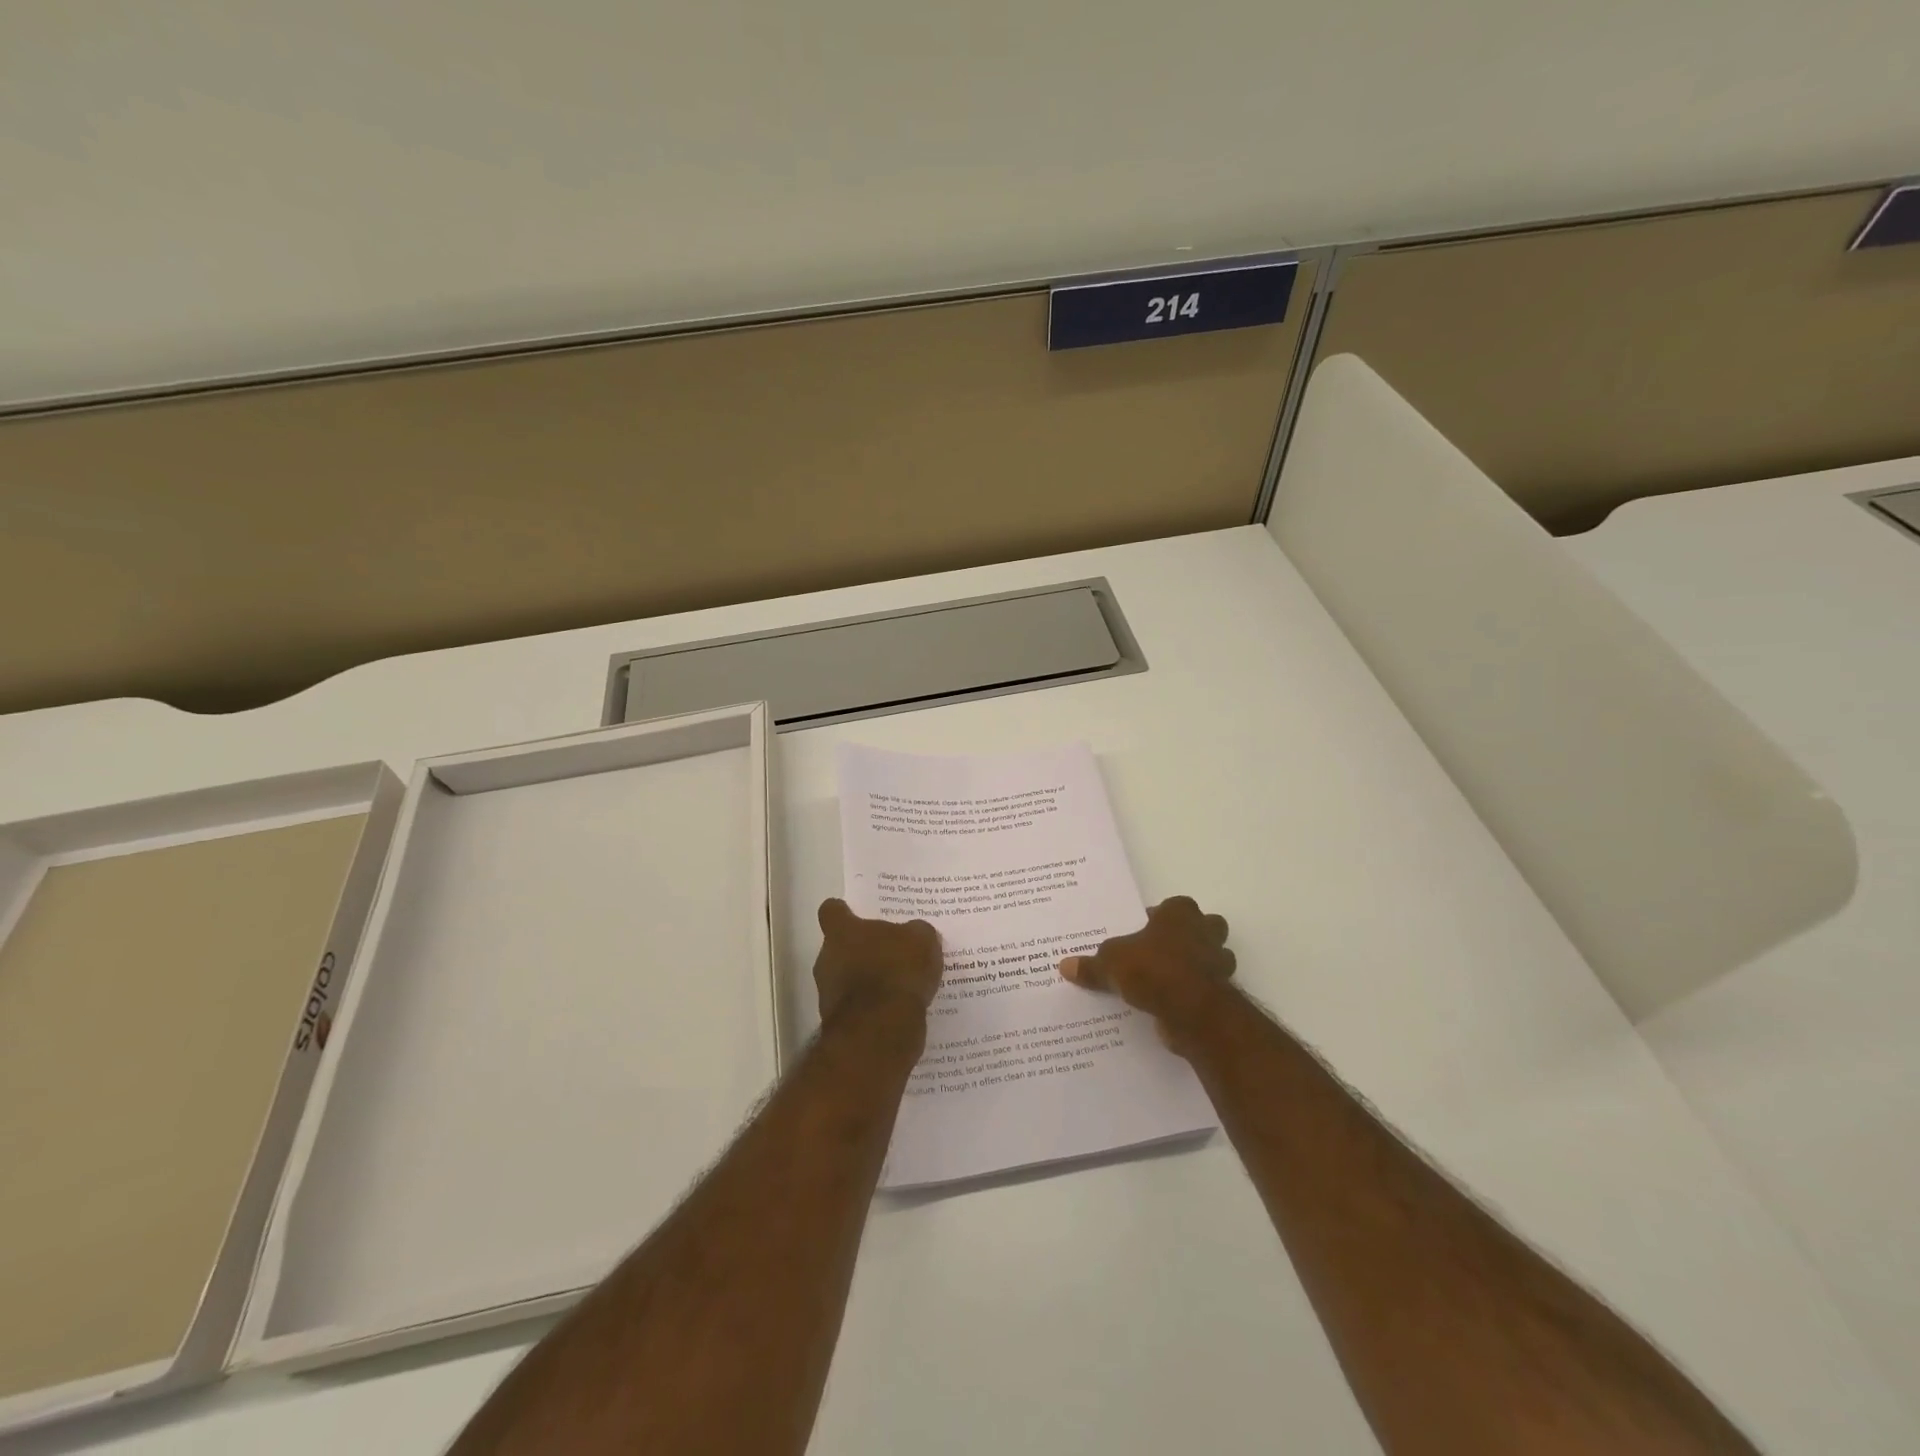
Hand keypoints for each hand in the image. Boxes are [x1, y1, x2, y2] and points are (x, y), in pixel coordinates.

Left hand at [813, 899, 942, 1025]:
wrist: (881, 1029)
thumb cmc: (896, 971)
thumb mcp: (921, 940)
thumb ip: (916, 933)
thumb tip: (915, 934)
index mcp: (841, 932)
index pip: (831, 911)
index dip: (843, 911)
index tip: (855, 914)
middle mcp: (827, 959)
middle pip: (839, 947)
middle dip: (861, 950)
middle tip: (890, 952)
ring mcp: (829, 993)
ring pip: (846, 979)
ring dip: (866, 981)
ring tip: (899, 985)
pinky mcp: (839, 1022)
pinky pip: (857, 1007)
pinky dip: (872, 1008)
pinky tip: (897, 1010)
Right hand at [1059, 896, 1235, 1053]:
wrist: (1192, 1010)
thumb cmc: (1153, 969)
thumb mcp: (1111, 963)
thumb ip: (1092, 965)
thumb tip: (1065, 966)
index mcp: (1180, 913)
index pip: (1173, 906)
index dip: (1159, 917)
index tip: (1143, 931)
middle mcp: (1205, 932)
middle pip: (1205, 927)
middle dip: (1191, 936)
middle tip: (1162, 951)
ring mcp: (1219, 963)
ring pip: (1215, 957)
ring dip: (1199, 966)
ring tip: (1168, 980)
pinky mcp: (1223, 992)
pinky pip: (1209, 987)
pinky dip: (1196, 993)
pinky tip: (1174, 1004)